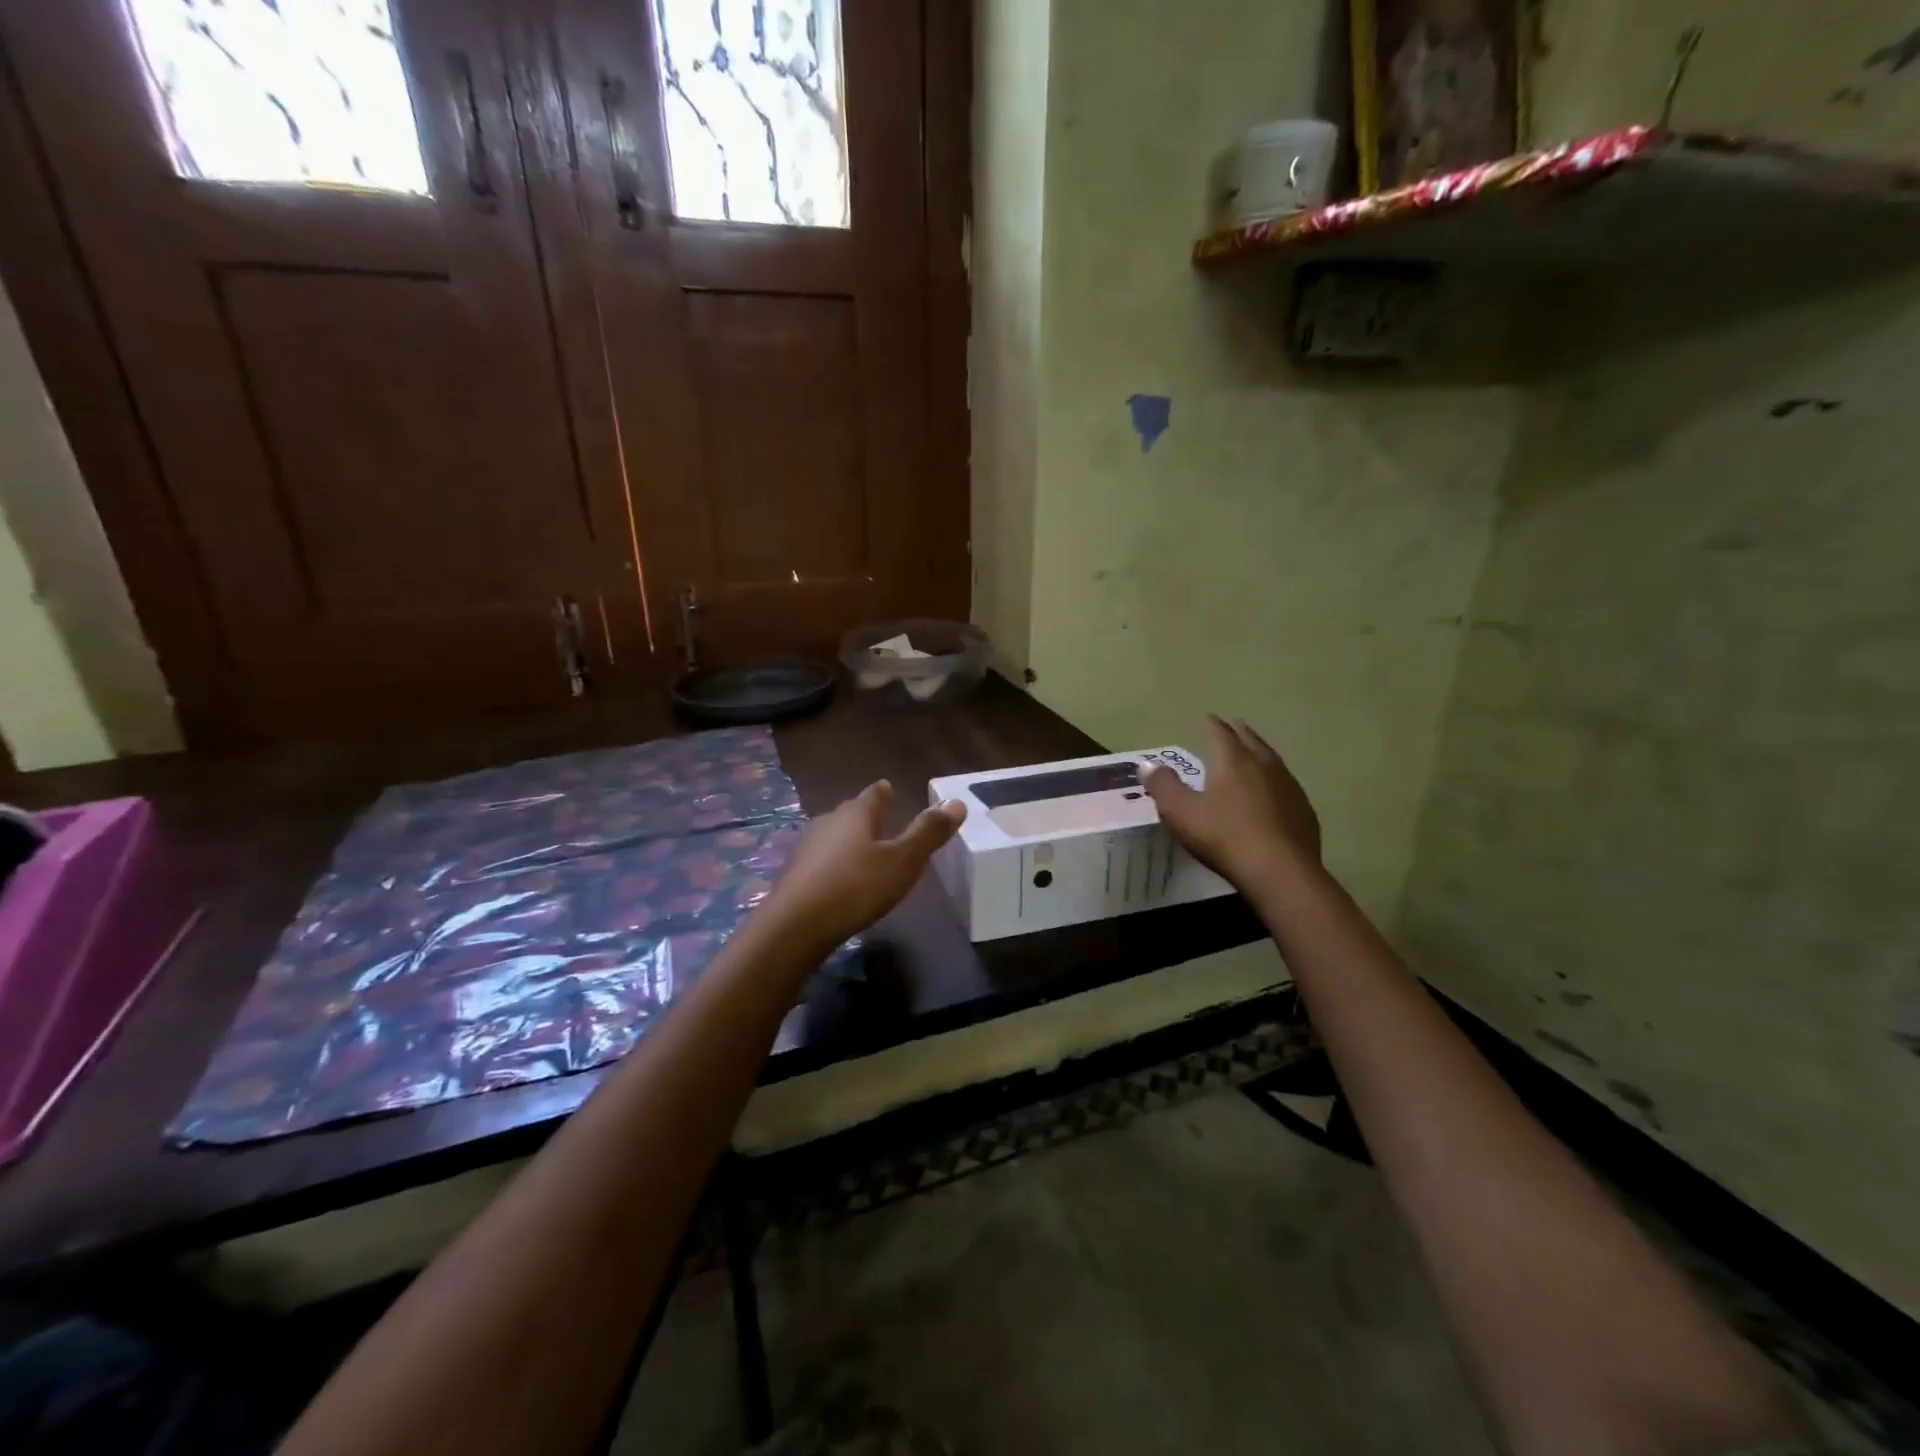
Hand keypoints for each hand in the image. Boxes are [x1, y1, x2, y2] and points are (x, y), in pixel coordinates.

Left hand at [763, 781, 966, 950]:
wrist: (795, 926)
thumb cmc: (856, 887)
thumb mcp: (903, 861)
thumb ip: (928, 833)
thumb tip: (957, 802)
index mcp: (855, 814)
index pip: (873, 794)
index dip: (883, 792)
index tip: (888, 787)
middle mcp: (828, 822)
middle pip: (850, 813)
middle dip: (865, 816)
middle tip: (880, 820)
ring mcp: (806, 848)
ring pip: (833, 836)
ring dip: (848, 841)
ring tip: (863, 851)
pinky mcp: (794, 875)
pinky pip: (821, 861)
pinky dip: (834, 864)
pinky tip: (840, 880)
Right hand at [1143, 716, 1320, 890]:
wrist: (1280, 871)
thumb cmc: (1224, 836)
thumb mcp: (1181, 812)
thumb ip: (1163, 786)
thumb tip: (1148, 765)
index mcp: (1232, 760)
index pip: (1220, 733)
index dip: (1212, 724)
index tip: (1208, 717)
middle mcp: (1263, 765)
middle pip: (1250, 740)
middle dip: (1238, 732)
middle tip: (1231, 727)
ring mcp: (1289, 786)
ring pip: (1272, 760)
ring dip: (1260, 753)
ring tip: (1253, 754)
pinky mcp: (1304, 810)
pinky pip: (1286, 786)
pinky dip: (1276, 782)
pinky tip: (1274, 793)